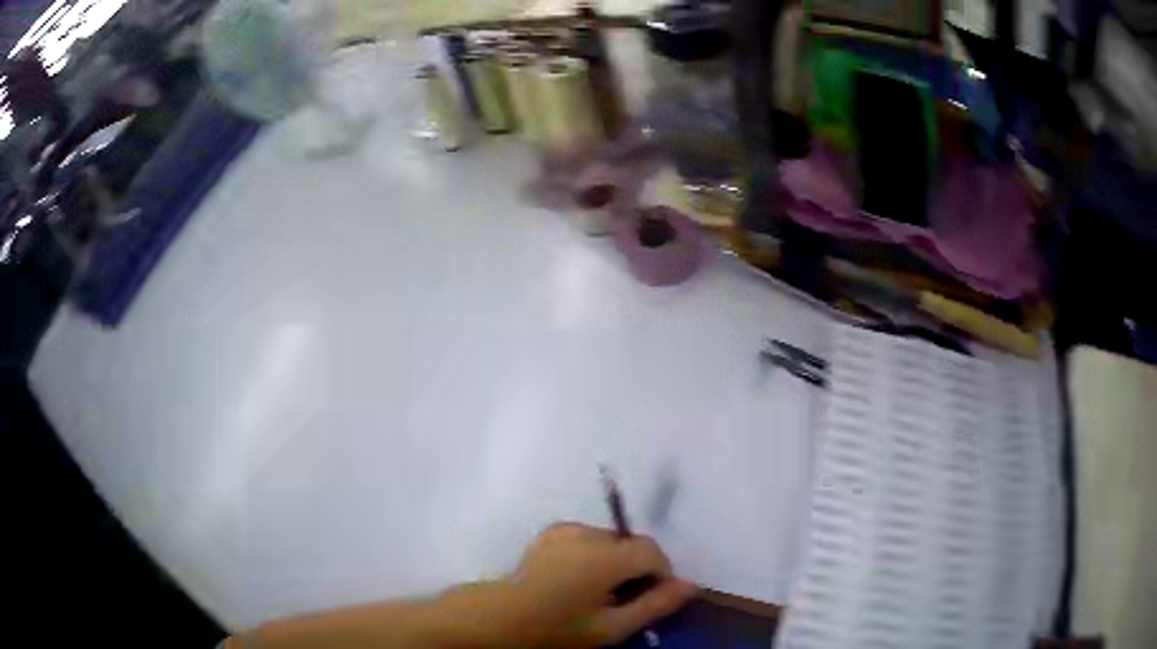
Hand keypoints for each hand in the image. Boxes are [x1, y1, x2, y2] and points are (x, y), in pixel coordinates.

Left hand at [505, 522, 696, 646]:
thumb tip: (689, 585)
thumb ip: (655, 604)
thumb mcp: (613, 626)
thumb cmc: (561, 627)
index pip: (652, 551)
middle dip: (637, 567)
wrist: (504, 616)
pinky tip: (579, 578)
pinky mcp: (553, 531)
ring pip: (611, 540)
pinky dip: (595, 553)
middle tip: (625, 597)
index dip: (660, 573)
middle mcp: (589, 533)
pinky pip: (589, 538)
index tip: (651, 597)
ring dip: (616, 560)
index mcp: (607, 556)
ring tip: (601, 589)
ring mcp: (567, 529)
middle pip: (631, 543)